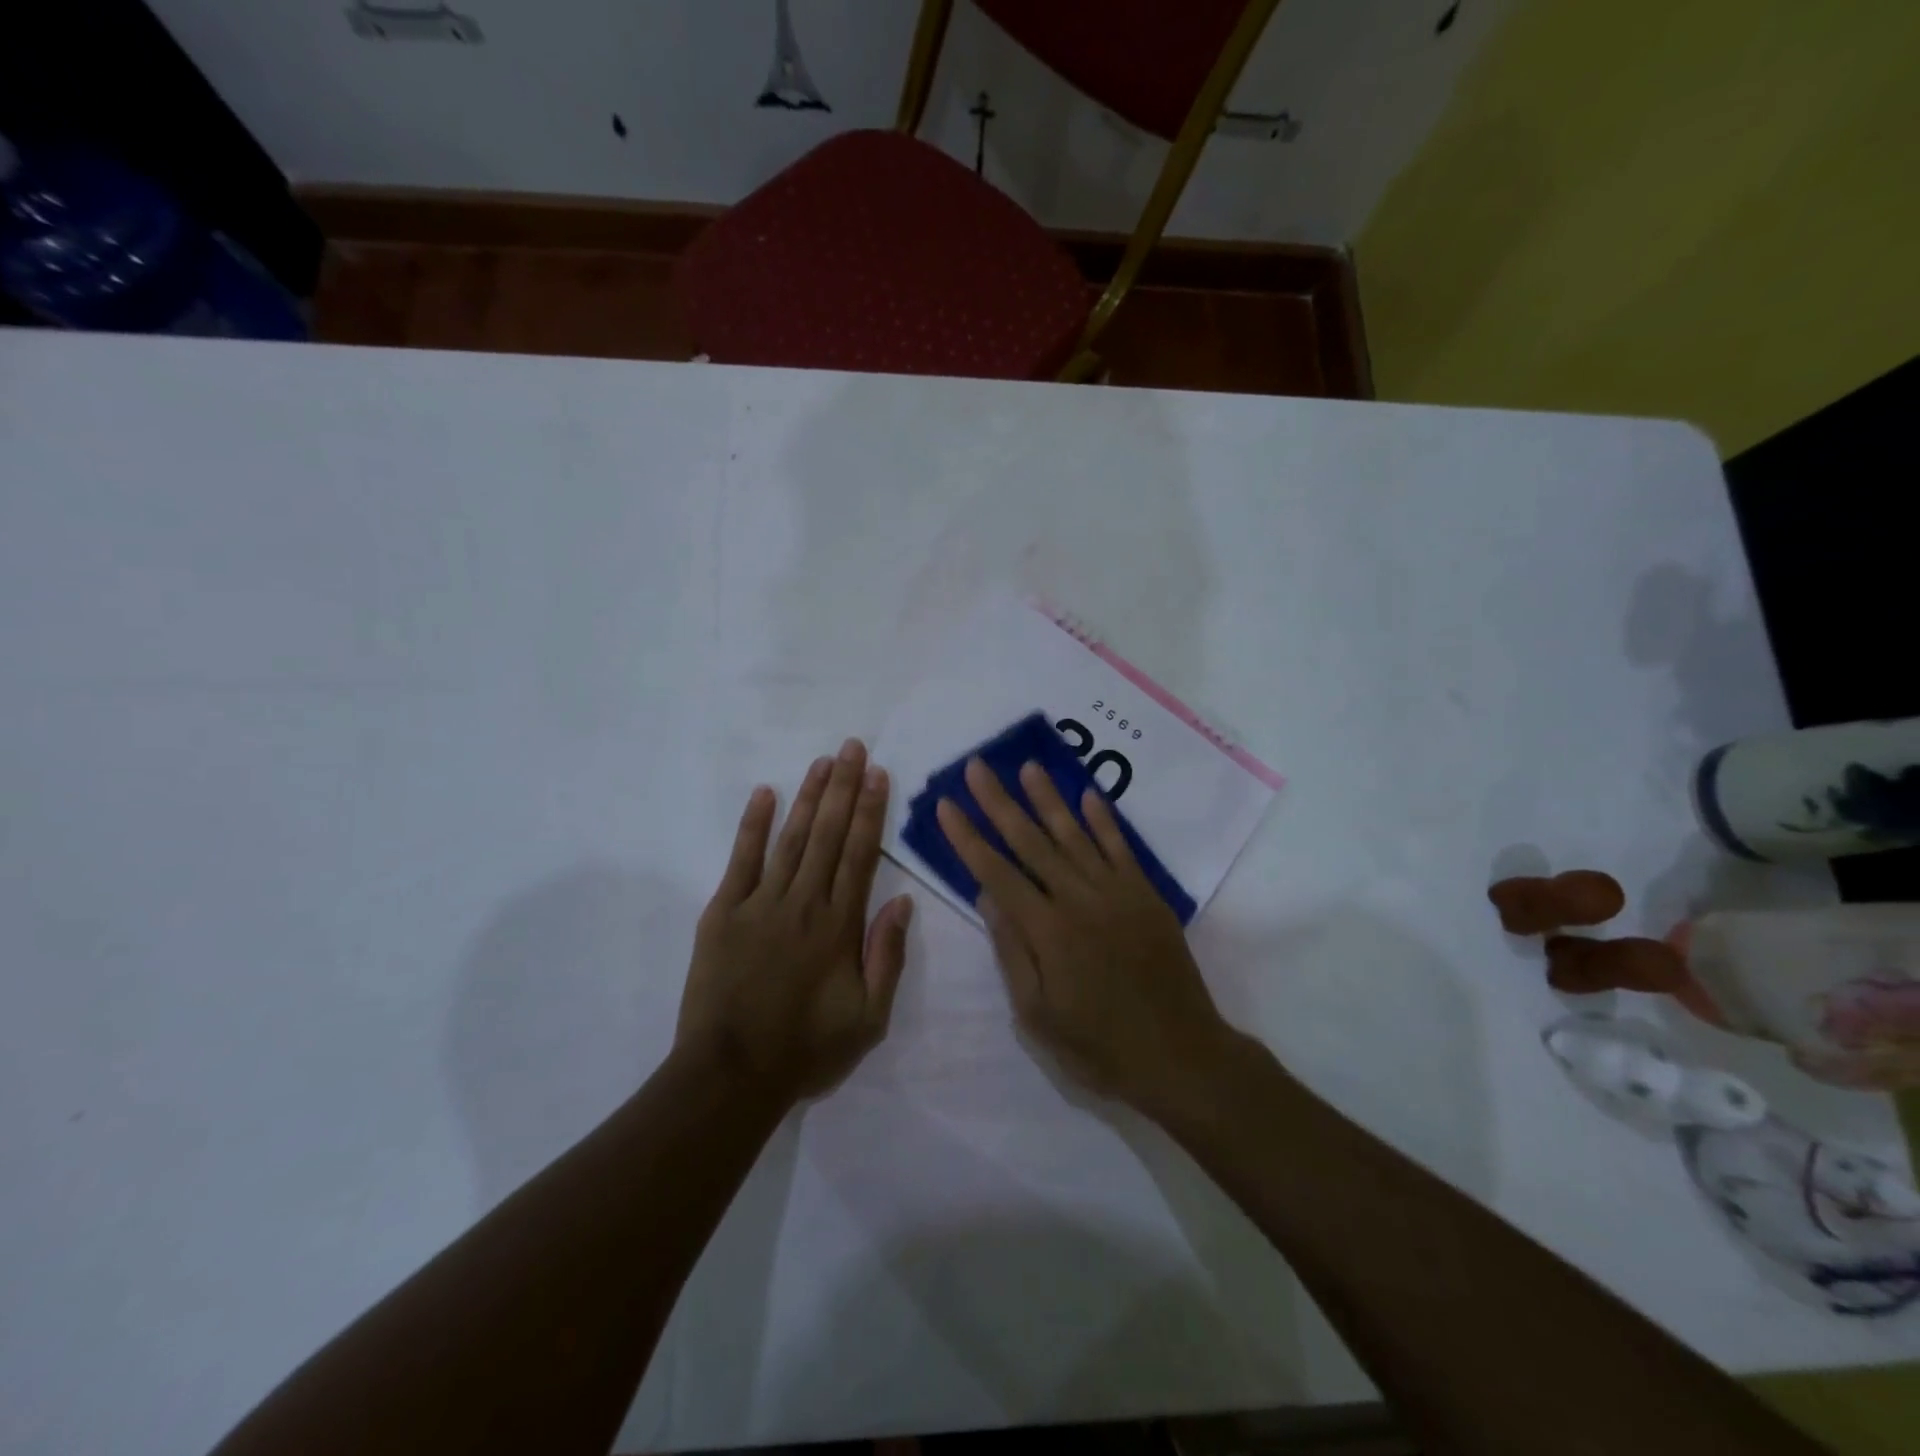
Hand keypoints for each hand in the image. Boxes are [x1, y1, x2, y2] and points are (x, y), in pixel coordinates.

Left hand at [677, 739, 913, 1104]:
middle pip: (828, 834)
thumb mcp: (869, 1019)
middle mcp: (803, 902)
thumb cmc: (806, 1049)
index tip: (878, 775)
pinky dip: (753, 825)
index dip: (871, 811)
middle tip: (853, 747)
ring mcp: (760, 903)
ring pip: (791, 838)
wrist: (731, 1075)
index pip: (860, 854)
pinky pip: (741, 860)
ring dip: (809, 797)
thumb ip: (887, 957)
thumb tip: (903, 903)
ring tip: (823, 762)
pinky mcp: (723, 913)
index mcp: (840, 925)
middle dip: (843, 787)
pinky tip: (764, 794)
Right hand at [935, 758, 1238, 1120]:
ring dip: (1048, 798)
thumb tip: (986, 894)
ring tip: (1027, 766)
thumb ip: (1012, 951)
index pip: (996, 872)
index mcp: (1047, 931)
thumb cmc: (1099, 1047)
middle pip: (1031, 841)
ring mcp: (1117, 892)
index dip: (968, 837)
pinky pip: (1120, 848)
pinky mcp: (1146, 895)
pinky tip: (1088, 795)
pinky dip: (1103, 820)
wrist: (1181, 1056)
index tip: (946, 804)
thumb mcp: (1038, 1015)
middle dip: (999, 802)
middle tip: (977, 767)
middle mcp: (1079, 899)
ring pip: (1074, 834)